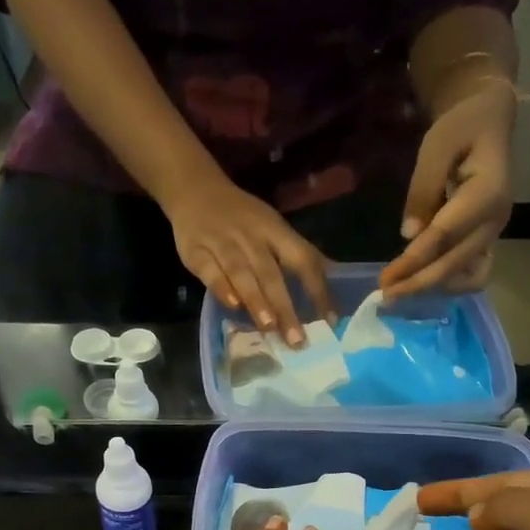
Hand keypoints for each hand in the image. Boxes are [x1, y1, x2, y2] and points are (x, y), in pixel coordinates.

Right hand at [164, 174, 334, 346]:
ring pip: (241, 273)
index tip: (330, 320)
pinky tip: (233, 306)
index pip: (303, 259)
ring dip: (256, 299)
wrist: (195, 189)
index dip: (318, 289)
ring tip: (269, 327)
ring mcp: (222, 243)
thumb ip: (297, 254)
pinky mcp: (195, 251)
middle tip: (297, 339)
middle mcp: (251, 237)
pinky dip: (221, 288)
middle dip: (285, 306)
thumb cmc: (243, 217)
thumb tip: (333, 277)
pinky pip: (210, 271)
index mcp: (276, 231)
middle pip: (271, 273)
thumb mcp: (274, 228)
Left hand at [380, 80, 515, 298]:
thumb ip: (423, 189)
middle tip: (385, 295)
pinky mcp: (488, 241)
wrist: (488, 121)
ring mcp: (495, 234)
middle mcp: (496, 221)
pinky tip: (419, 282)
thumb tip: (409, 236)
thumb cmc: (461, 128)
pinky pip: (472, 274)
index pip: (445, 236)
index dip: (414, 261)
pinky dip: (447, 283)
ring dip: (434, 288)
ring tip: (400, 291)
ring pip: (468, 277)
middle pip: (455, 264)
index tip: (385, 279)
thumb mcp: (436, 146)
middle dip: (418, 283)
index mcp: (488, 193)